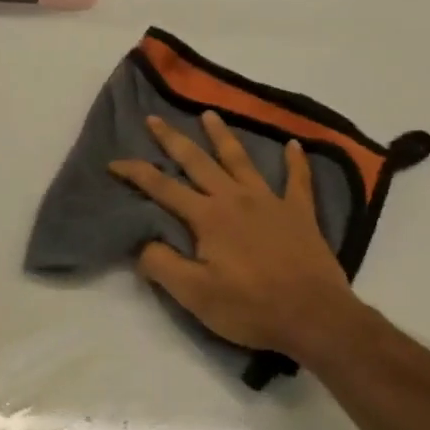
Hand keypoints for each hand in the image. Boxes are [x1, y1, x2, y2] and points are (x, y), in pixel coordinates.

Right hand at [110, 111, 362, 366]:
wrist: (315, 316)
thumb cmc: (250, 308)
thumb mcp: (194, 295)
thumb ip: (162, 265)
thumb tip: (141, 243)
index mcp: (208, 216)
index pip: (162, 188)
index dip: (136, 172)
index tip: (114, 161)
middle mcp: (235, 198)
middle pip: (197, 161)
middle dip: (172, 139)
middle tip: (154, 118)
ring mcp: (270, 201)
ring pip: (240, 160)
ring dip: (222, 136)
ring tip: (210, 113)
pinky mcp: (300, 213)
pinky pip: (298, 180)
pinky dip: (296, 161)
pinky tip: (295, 144)